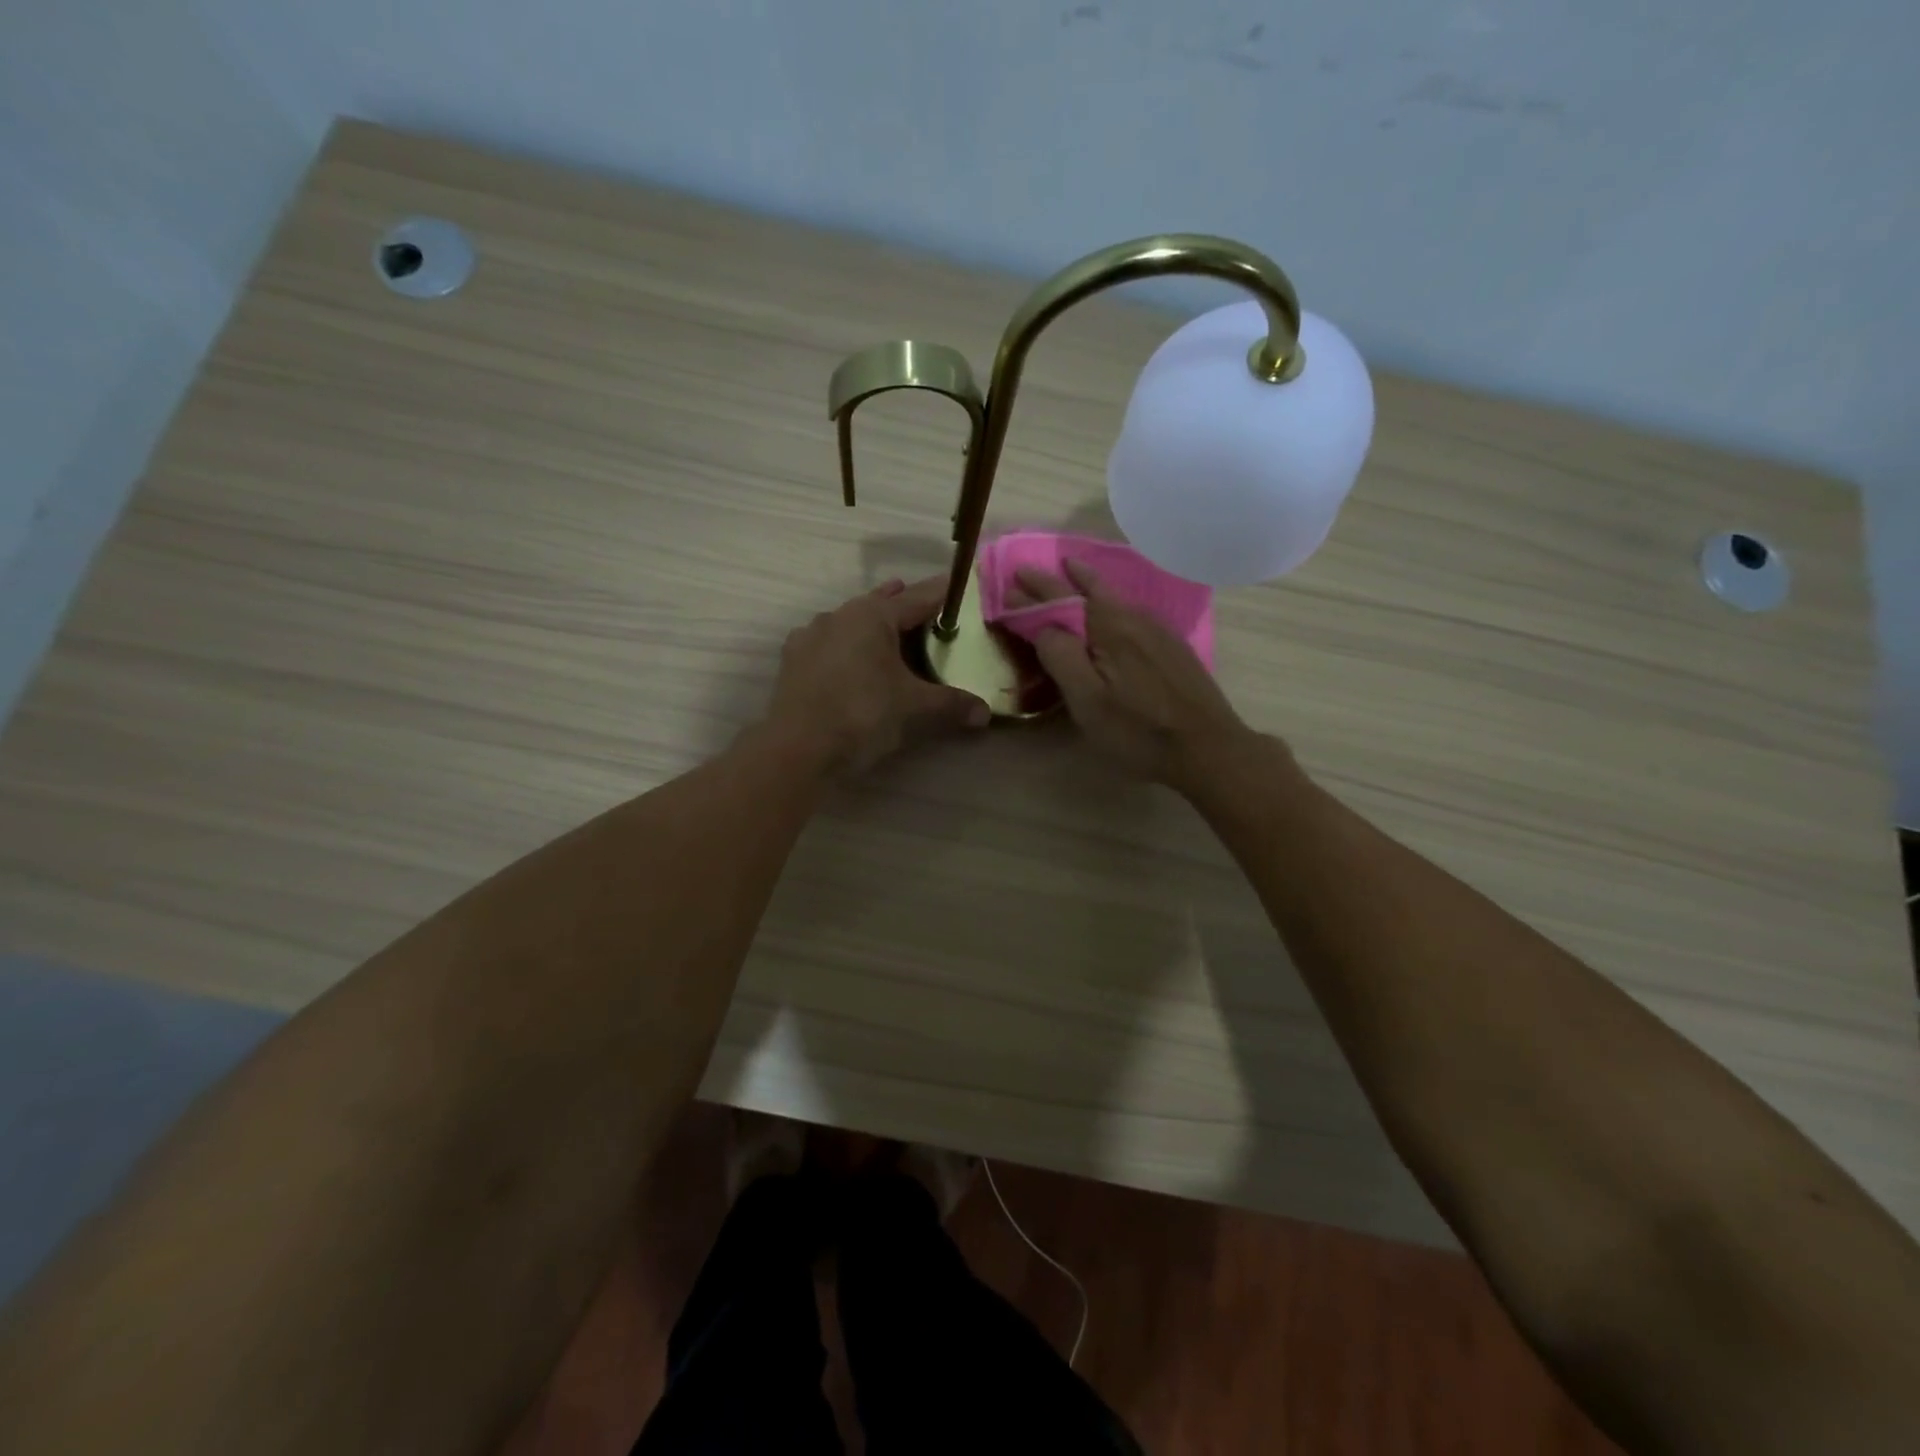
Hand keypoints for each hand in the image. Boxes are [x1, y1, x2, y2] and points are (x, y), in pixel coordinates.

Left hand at [764, 576, 989, 773]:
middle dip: (904, 604)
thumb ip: (951, 704)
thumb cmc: (863, 714)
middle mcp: (840, 615)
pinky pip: (829, 642)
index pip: (918, 597)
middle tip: (928, 608)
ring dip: (873, 624)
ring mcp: (811, 635)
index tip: (959, 586)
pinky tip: (851, 660)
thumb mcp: (914, 708)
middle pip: (881, 603)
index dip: (942, 593)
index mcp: (873, 615)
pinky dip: (846, 646)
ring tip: (891, 632)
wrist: (799, 748)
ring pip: (851, 621)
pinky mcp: (794, 660)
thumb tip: (985, 713)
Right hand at [1013, 560, 1256, 788]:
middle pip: (1089, 589)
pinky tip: (1111, 606)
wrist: (1208, 747)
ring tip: (1070, 571)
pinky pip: (1130, 609)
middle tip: (1029, 571)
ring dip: (1086, 582)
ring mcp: (1157, 630)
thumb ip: (1061, 656)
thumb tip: (1042, 624)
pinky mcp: (1171, 645)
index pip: (1060, 599)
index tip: (1008, 586)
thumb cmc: (1138, 730)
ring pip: (1114, 596)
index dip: (1032, 593)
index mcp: (1108, 627)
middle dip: (1057, 579)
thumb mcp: (1088, 701)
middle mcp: (1132, 617)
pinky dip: (1109, 598)